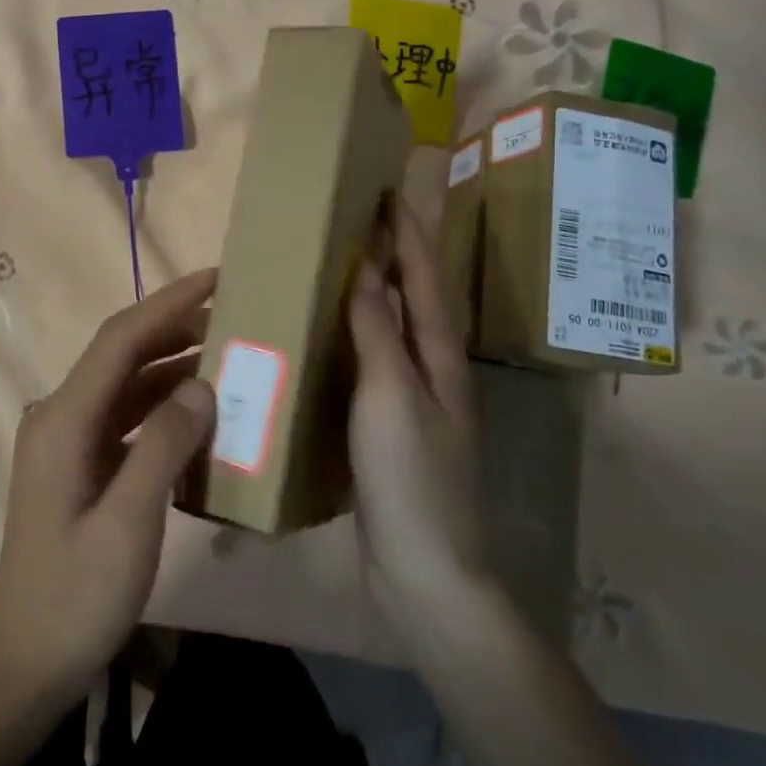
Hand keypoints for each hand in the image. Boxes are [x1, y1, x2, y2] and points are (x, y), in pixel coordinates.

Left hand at [0, 268, 217, 710]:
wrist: (27, 661)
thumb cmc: (76, 597)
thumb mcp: (129, 525)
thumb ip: (164, 447)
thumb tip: (202, 385)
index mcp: (64, 420)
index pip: (121, 339)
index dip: (168, 303)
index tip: (216, 277)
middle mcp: (60, 415)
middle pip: (121, 353)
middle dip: (175, 325)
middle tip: (232, 310)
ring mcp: (68, 439)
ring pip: (125, 382)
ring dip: (171, 363)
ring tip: (226, 349)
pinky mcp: (80, 462)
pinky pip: (126, 415)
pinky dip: (162, 402)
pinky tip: (198, 407)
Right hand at [347, 202, 490, 644]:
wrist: (426, 574)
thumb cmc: (412, 478)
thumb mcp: (391, 396)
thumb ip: (378, 331)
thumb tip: (366, 267)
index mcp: (440, 357)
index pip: (425, 279)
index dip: (408, 234)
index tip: (389, 191)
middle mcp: (431, 372)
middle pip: (414, 300)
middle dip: (394, 256)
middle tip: (359, 220)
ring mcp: (411, 403)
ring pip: (392, 332)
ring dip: (373, 294)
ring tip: (338, 266)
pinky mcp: (387, 430)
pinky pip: (369, 366)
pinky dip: (353, 339)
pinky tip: (326, 339)